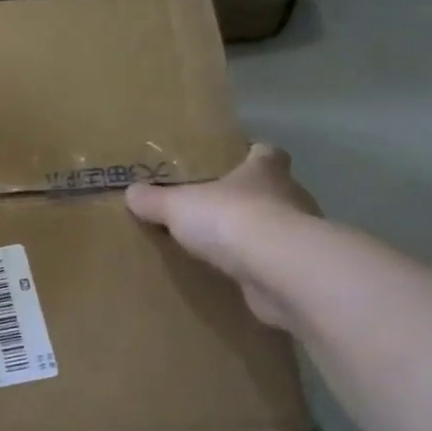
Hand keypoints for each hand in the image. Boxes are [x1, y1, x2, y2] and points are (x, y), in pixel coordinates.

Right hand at [125, 144, 318, 328]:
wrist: (279, 270)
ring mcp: (299, 237)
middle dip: (249, 199)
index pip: (266, 153)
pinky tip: (235, 278)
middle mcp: (291, 197)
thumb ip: (154, 199)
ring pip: (276, 229)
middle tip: (215, 209)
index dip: (252, 155)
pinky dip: (258, 269)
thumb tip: (132, 192)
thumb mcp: (177, 205)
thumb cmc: (231, 219)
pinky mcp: (299, 272)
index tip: (236, 161)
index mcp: (264, 171)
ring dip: (256, 237)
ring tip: (222, 248)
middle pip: (273, 191)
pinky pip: (274, 265)